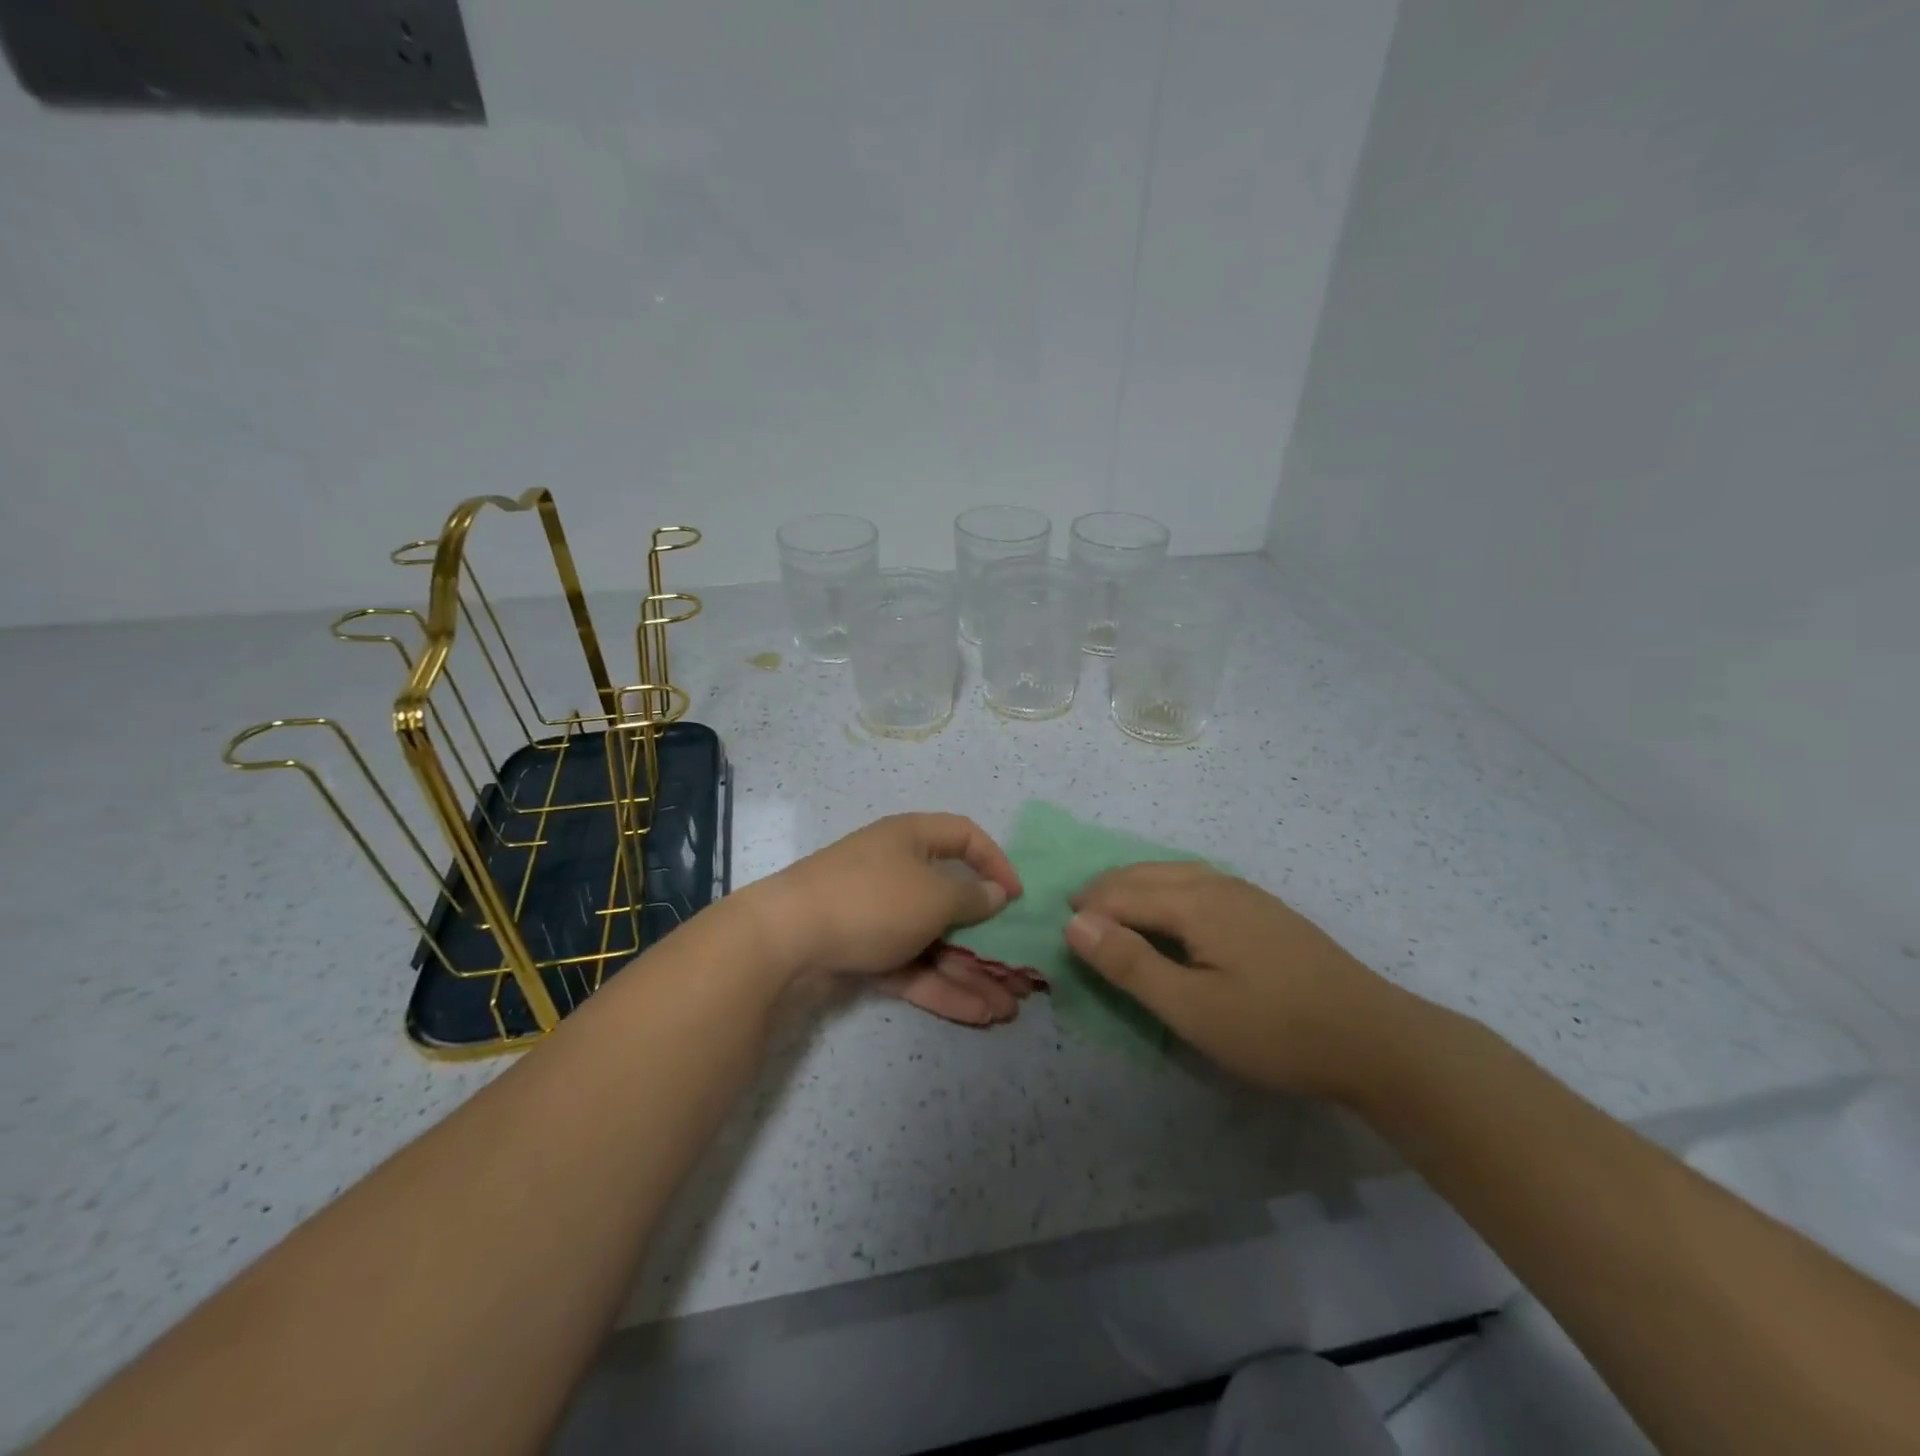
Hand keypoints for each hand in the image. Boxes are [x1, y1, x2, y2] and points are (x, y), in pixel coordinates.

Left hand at [746, 813, 1036, 1026]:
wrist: (785, 939)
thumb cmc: (872, 900)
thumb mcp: (933, 895)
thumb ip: (971, 897)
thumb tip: (995, 892)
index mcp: (911, 840)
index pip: (964, 836)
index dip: (995, 862)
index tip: (1017, 897)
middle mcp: (897, 872)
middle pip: (953, 903)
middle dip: (989, 940)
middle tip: (1021, 973)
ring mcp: (879, 916)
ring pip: (935, 943)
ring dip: (971, 974)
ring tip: (1008, 1010)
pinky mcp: (864, 953)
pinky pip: (912, 967)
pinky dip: (941, 988)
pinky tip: (977, 1015)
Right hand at [1066, 863, 1419, 1101]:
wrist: (1377, 1040)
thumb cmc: (1275, 1030)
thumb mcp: (1191, 1008)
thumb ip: (1130, 963)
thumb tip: (1074, 922)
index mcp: (1196, 901)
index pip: (1124, 893)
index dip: (1088, 910)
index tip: (1061, 931)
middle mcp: (1219, 884)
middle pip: (1147, 874)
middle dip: (1108, 889)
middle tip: (1078, 914)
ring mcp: (1248, 895)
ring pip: (1175, 873)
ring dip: (1137, 885)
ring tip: (1114, 908)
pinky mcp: (1267, 912)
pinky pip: (1199, 883)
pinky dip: (1166, 889)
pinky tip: (1173, 912)